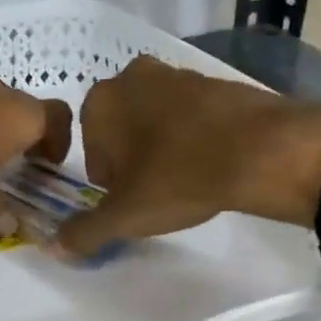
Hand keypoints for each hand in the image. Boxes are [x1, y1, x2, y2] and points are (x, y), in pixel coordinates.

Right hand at [55, 55, 320, 256]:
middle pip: (121, 131)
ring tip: (188, 178)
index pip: (90, 151)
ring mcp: (177, 73)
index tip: (132, 199)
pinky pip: (191, 114)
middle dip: (133, 160)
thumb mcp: (125, 216)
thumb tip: (55, 247)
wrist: (264, 150)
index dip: (109, 182)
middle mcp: (132, 77)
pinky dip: (195, 136)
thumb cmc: (178, 177)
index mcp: (100, 101)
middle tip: (158, 190)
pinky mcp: (216, 79)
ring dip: (163, 147)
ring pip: (155, 120)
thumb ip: (85, 232)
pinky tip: (213, 162)